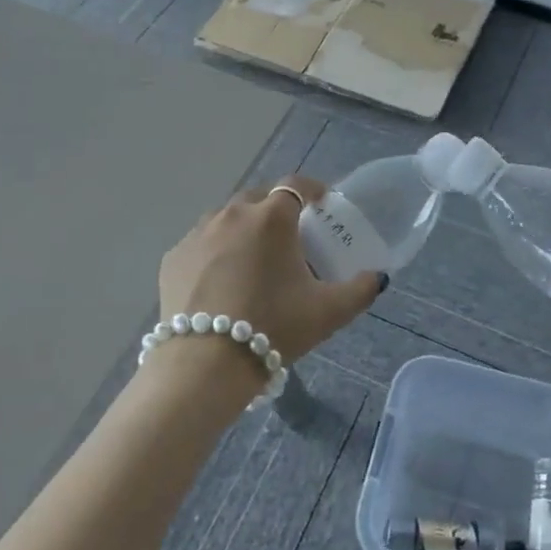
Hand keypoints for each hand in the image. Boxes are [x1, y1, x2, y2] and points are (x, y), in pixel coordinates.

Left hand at [158, 176, 383, 363]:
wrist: (205, 364)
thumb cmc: (274, 328)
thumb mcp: (328, 312)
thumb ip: (360, 289)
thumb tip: (377, 277)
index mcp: (271, 219)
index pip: (295, 185)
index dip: (312, 189)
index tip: (321, 203)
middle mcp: (231, 215)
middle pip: (258, 198)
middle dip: (275, 209)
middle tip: (289, 237)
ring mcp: (196, 234)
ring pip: (225, 219)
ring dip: (242, 228)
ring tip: (253, 258)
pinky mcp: (172, 258)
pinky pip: (200, 244)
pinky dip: (214, 252)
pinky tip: (220, 280)